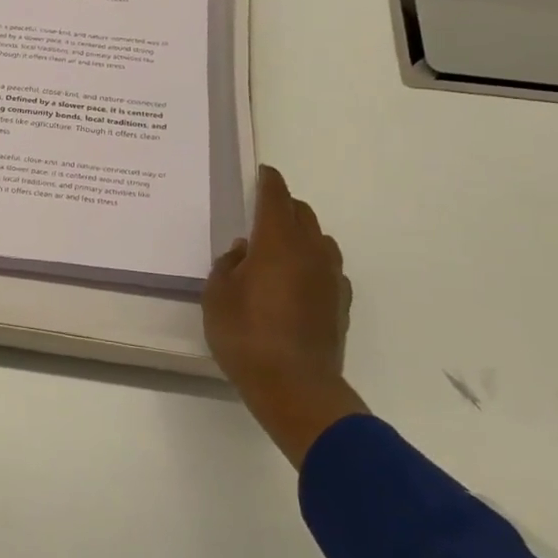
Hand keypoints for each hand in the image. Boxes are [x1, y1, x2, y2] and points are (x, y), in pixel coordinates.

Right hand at [203, 165, 367, 467]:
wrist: (295, 385)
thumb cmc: (245, 335)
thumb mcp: (216, 297)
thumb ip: (227, 267)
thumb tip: (243, 252)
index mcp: (276, 242)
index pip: (276, 197)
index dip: (269, 181)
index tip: (263, 172)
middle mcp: (310, 251)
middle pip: (302, 213)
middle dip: (283, 206)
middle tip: (262, 212)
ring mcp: (330, 277)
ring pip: (319, 239)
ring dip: (300, 235)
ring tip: (279, 249)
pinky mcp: (341, 302)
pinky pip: (328, 268)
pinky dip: (313, 263)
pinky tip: (297, 282)